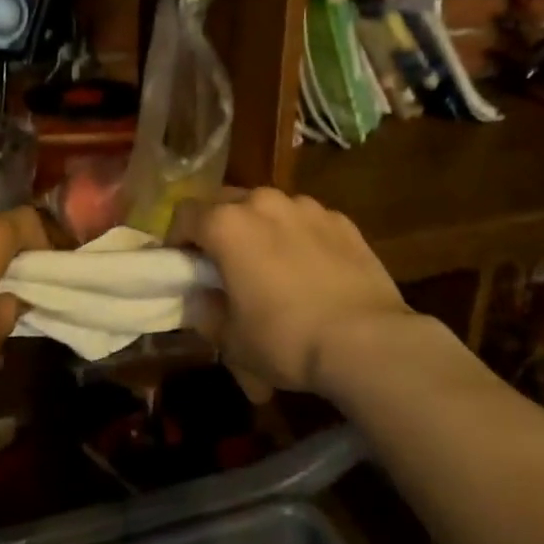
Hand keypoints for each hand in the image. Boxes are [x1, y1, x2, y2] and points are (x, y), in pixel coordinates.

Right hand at [170, 189, 423, 397]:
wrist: (367, 342)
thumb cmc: (285, 339)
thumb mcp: (232, 339)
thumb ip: (206, 312)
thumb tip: (201, 299)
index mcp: (227, 224)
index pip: (184, 214)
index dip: (176, 239)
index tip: (182, 265)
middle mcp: (264, 202)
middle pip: (226, 202)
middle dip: (218, 228)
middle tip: (223, 264)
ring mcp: (307, 207)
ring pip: (269, 209)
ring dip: (260, 229)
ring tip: (271, 265)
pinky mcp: (342, 220)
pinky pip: (306, 222)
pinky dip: (298, 237)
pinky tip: (310, 271)